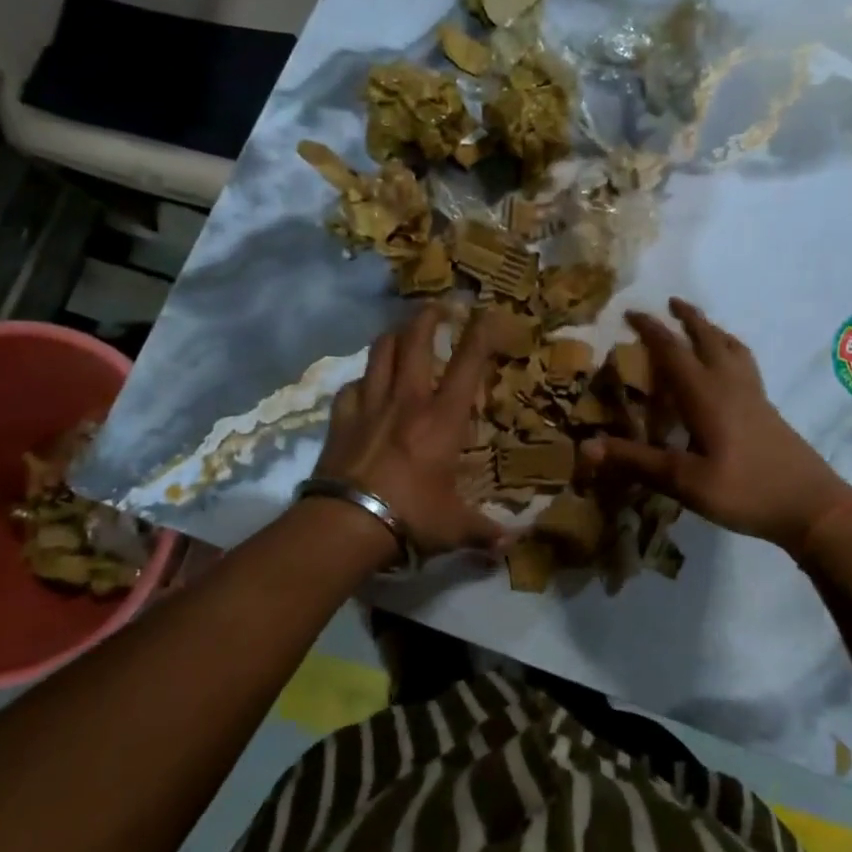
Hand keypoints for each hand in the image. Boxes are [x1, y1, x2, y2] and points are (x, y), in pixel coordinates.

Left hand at [313, 304, 504, 555]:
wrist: (346, 523)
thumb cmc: (410, 517)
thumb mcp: (454, 528)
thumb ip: (483, 533)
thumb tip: (510, 546)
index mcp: (443, 418)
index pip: (467, 364)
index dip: (481, 333)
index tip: (489, 312)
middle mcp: (408, 400)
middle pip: (415, 341)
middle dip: (428, 317)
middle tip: (438, 306)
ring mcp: (370, 406)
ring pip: (380, 353)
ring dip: (394, 336)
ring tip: (402, 331)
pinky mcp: (341, 419)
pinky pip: (352, 387)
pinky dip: (363, 380)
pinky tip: (366, 385)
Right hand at [582, 299, 851, 554]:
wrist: (812, 506)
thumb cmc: (746, 492)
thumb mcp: (685, 482)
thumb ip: (638, 462)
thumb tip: (586, 446)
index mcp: (707, 395)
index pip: (673, 351)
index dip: (651, 330)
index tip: (631, 313)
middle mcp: (731, 385)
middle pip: (709, 338)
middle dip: (688, 318)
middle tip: (671, 302)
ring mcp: (754, 396)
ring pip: (732, 348)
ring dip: (713, 330)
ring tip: (701, 326)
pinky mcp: (768, 410)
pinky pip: (745, 364)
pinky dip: (730, 351)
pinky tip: (729, 370)